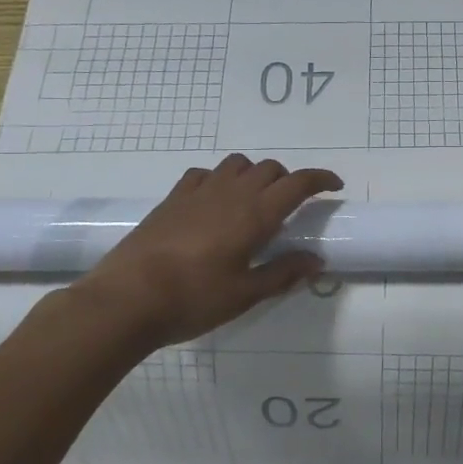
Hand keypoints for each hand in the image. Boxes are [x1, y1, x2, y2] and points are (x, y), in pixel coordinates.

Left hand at [69, 155, 341, 350]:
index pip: (298, 183)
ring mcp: (198, 192)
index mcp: (255, 214)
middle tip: (293, 205)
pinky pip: (205, 173)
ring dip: (254, 174)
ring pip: (237, 164)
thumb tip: (316, 260)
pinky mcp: (173, 198)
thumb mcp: (246, 294)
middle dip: (289, 179)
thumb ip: (283, 273)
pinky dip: (220, 179)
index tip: (335, 186)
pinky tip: (215, 201)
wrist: (127, 299)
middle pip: (269, 169)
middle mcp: (231, 193)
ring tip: (255, 200)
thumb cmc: (194, 299)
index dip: (320, 179)